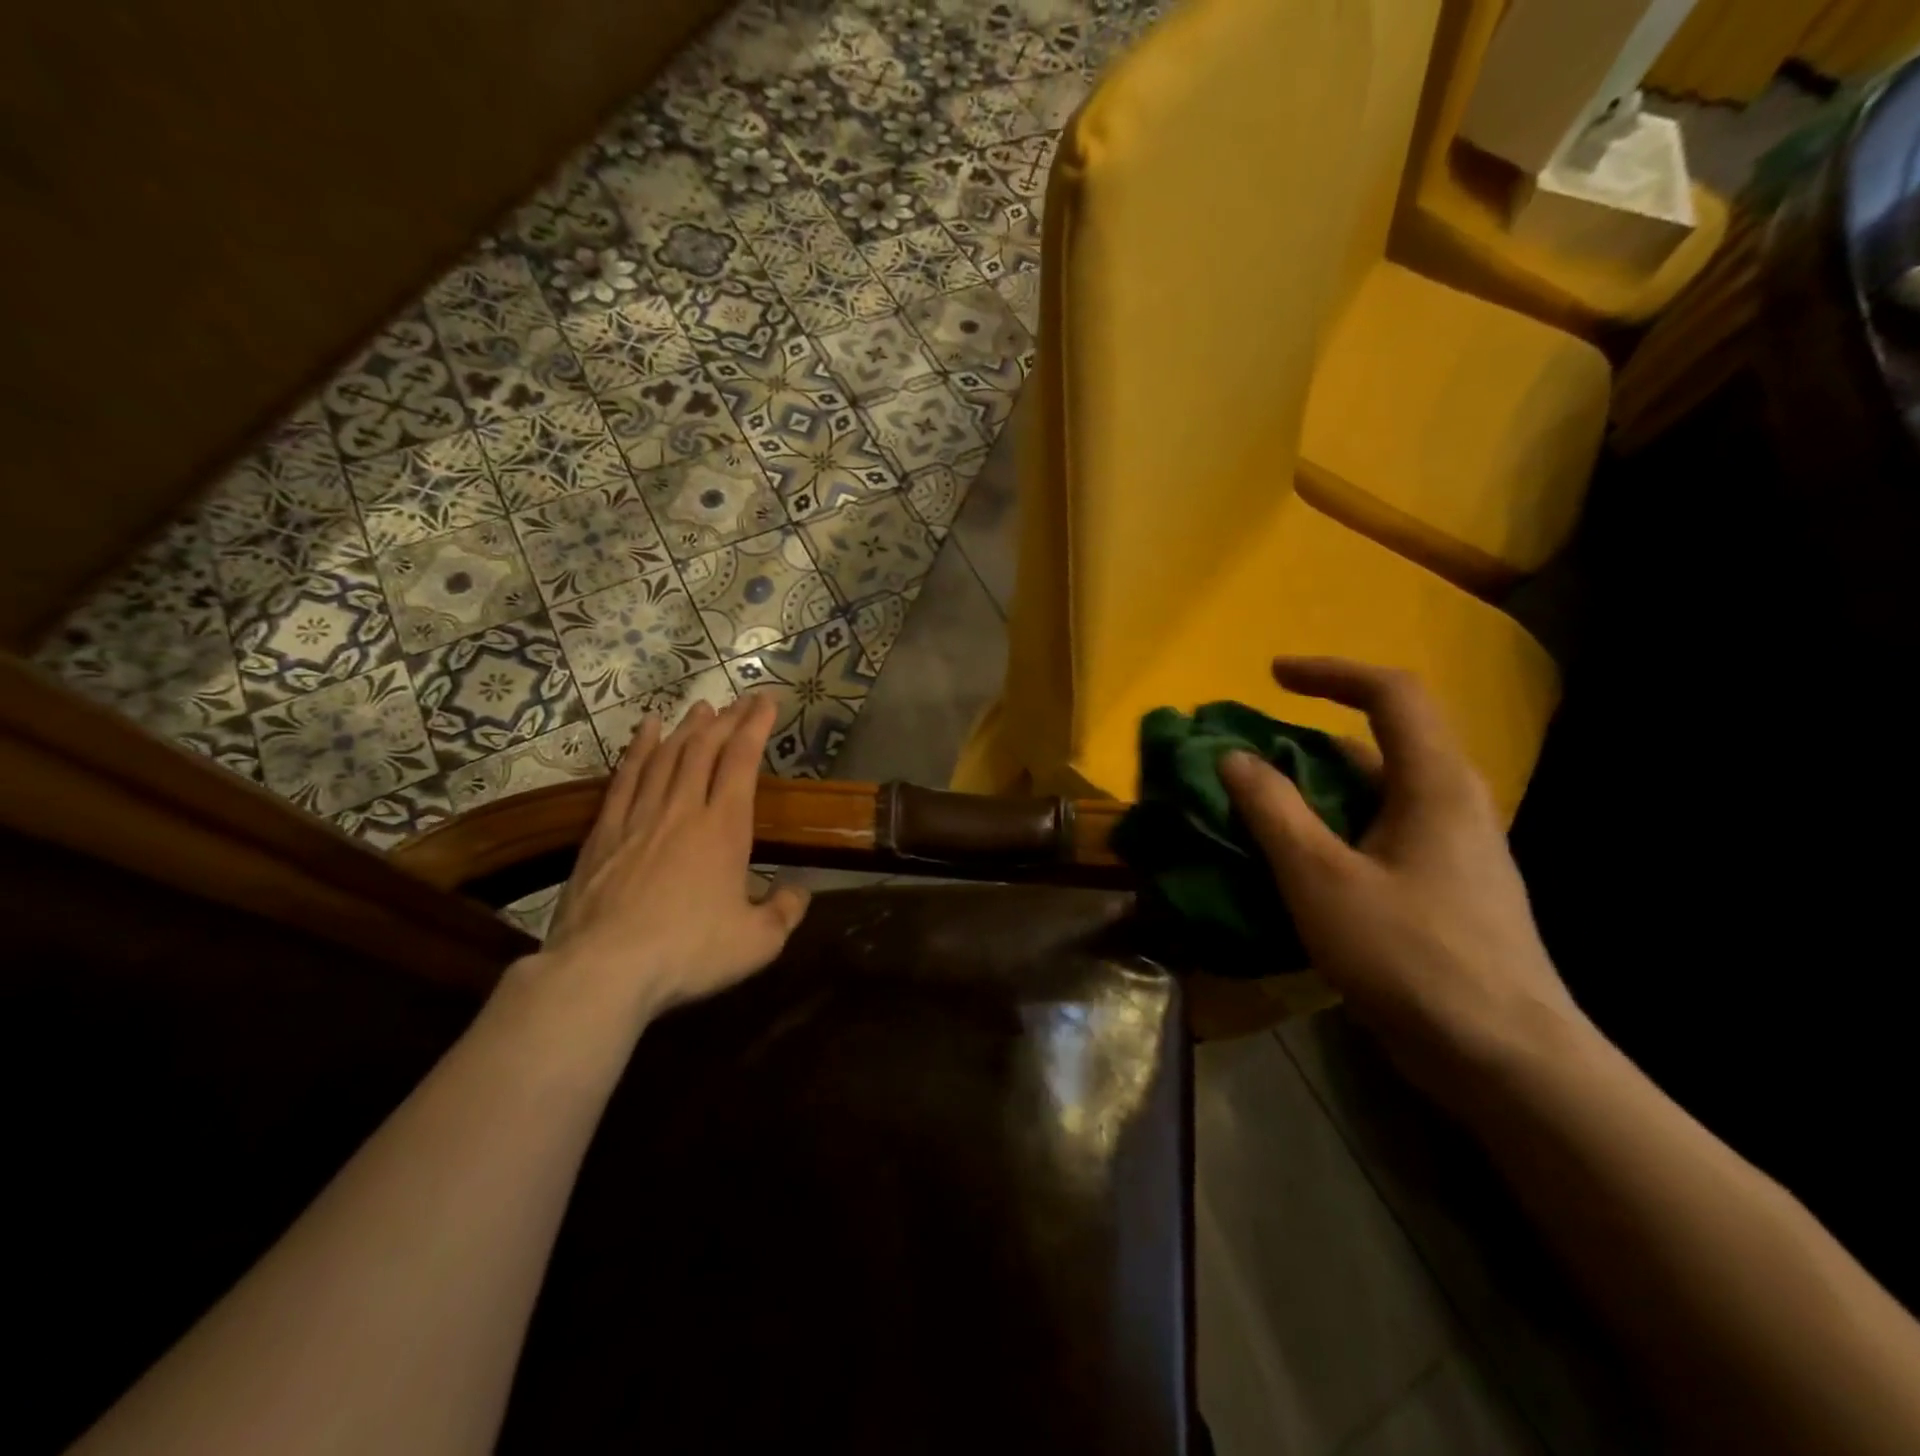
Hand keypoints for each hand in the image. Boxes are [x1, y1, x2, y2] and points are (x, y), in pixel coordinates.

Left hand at [528, 695, 809, 1029]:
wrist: (604, 969)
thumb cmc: (689, 952)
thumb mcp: (757, 943)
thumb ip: (784, 913)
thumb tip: (798, 892)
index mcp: (725, 828)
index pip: (742, 762)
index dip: (756, 727)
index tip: (767, 701)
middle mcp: (683, 810)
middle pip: (705, 750)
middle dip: (727, 720)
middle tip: (741, 700)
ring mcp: (640, 817)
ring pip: (666, 756)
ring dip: (687, 729)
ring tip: (701, 708)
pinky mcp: (604, 833)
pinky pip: (626, 778)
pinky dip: (638, 749)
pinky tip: (646, 730)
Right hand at [1220, 657, 1584, 1105]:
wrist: (1505, 1059)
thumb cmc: (1410, 956)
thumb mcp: (1320, 878)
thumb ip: (1274, 811)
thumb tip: (1234, 758)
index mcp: (1434, 784)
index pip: (1391, 693)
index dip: (1331, 672)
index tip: (1272, 675)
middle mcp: (1453, 803)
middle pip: (1382, 742)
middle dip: (1311, 736)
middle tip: (1253, 754)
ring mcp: (1455, 849)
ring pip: (1379, 793)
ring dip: (1319, 788)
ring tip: (1261, 807)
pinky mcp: (1447, 888)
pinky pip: (1383, 832)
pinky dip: (1336, 828)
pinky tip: (1298, 864)